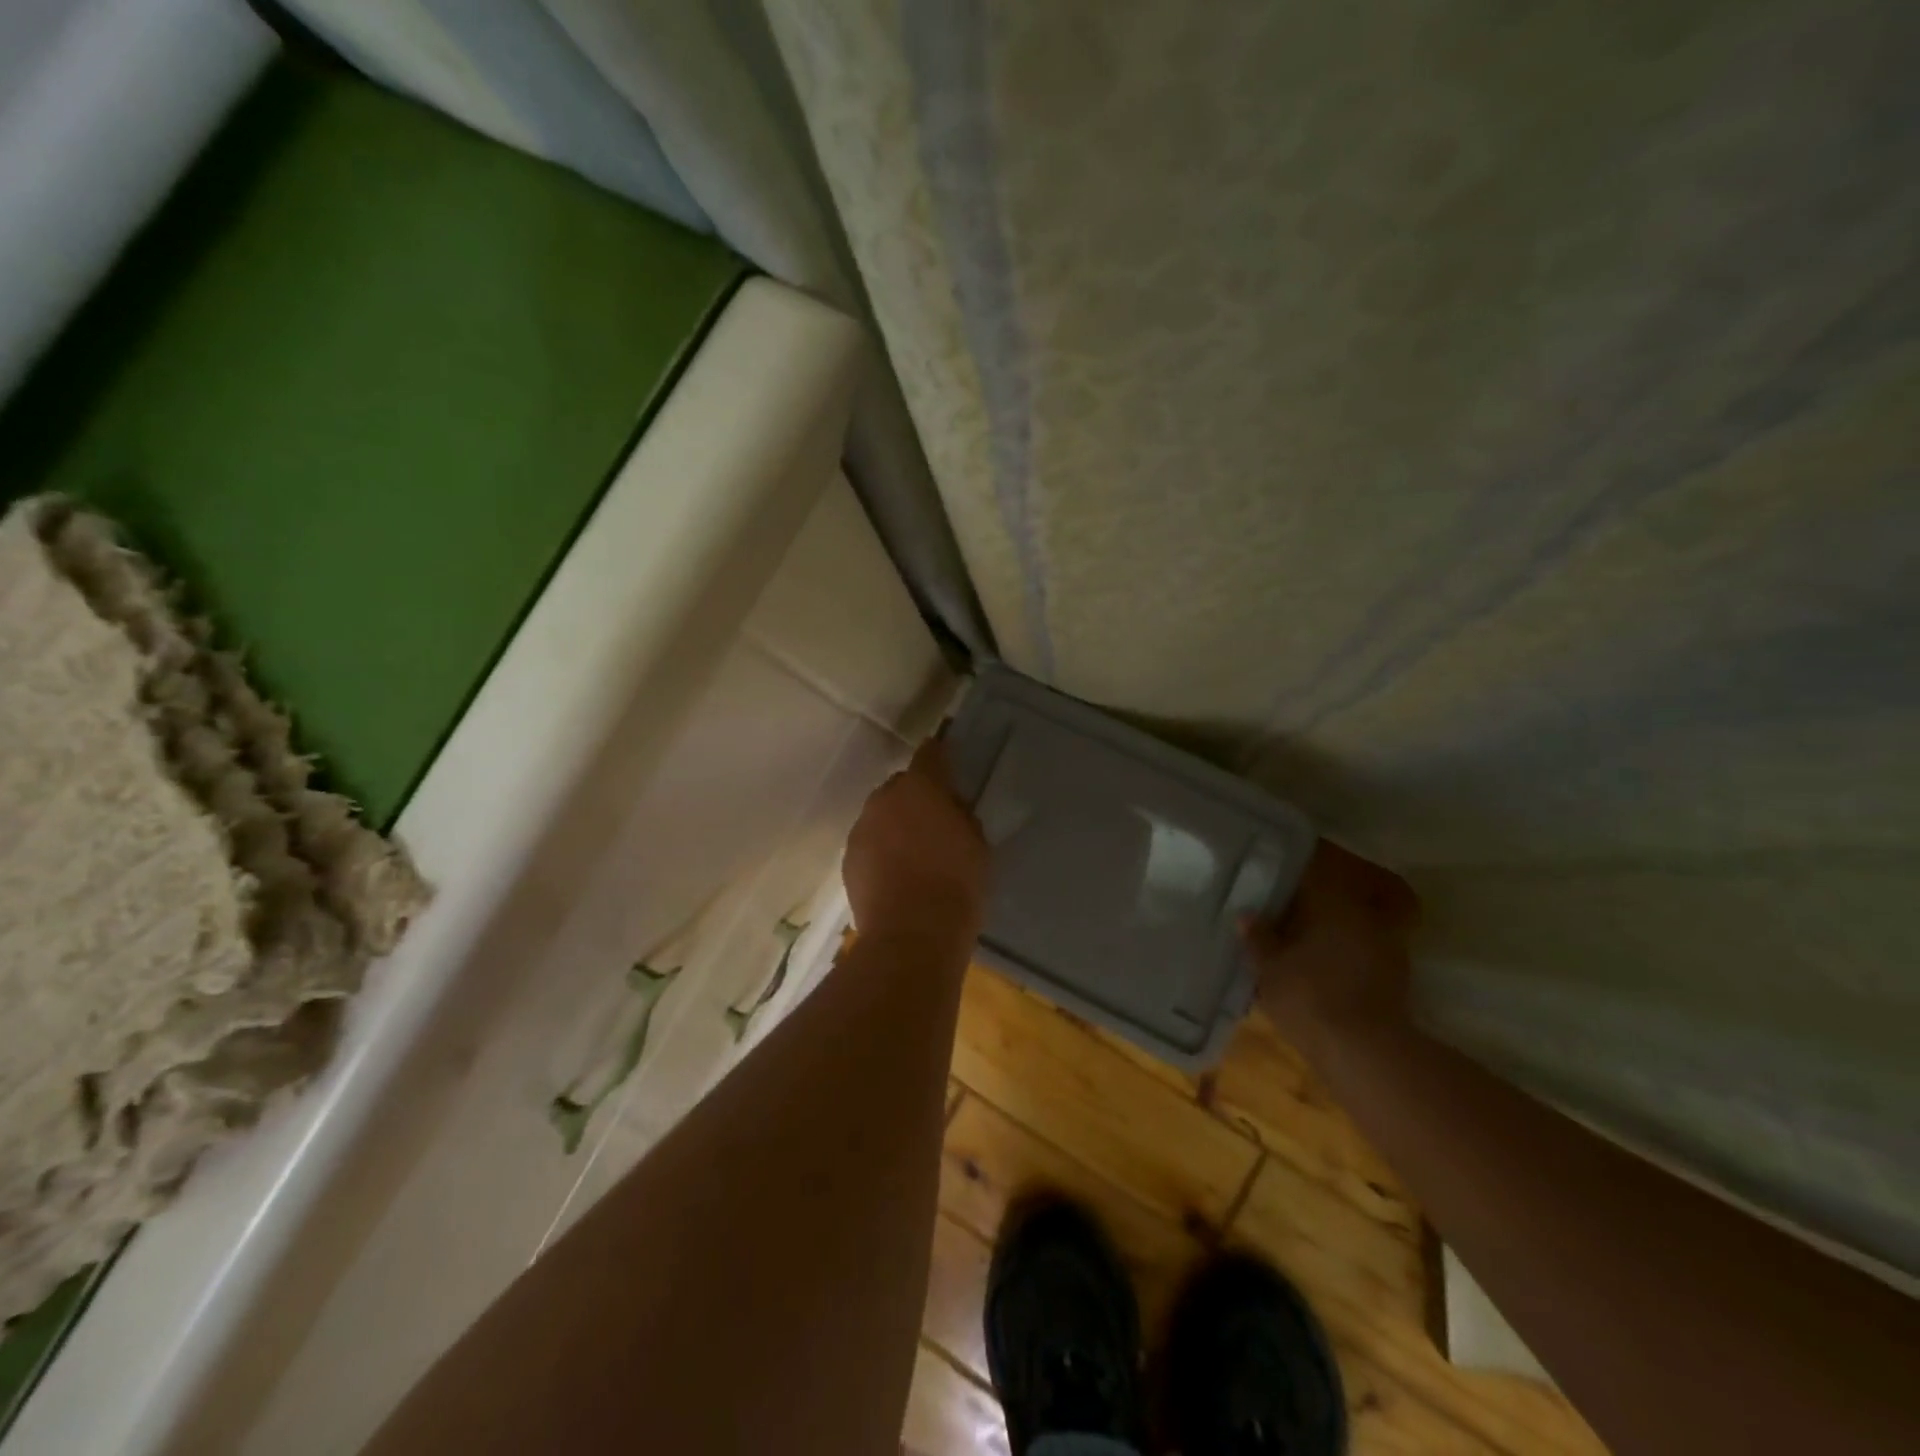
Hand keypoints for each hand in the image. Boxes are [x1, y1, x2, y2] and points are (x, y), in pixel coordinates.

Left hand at [843, 737, 990, 946]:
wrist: (911, 936)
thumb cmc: (956, 886)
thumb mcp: (976, 845)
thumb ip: (961, 817)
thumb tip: (950, 809)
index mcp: (921, 788)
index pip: (929, 754)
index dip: (938, 754)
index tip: (946, 760)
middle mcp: (884, 799)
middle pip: (900, 786)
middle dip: (914, 796)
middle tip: (933, 820)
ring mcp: (861, 829)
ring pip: (880, 815)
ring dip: (894, 824)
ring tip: (912, 851)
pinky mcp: (848, 859)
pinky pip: (868, 842)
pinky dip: (880, 850)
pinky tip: (895, 874)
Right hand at [1240, 841, 1417, 1067]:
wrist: (1365, 1053)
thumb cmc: (1308, 997)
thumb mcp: (1268, 968)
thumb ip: (1258, 937)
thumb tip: (1247, 915)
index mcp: (1333, 903)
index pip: (1311, 874)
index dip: (1289, 876)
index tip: (1269, 879)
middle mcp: (1364, 916)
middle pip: (1332, 901)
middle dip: (1307, 907)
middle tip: (1278, 915)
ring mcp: (1386, 947)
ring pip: (1349, 928)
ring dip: (1327, 933)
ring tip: (1297, 945)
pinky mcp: (1395, 978)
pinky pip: (1361, 953)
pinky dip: (1342, 956)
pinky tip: (1321, 971)